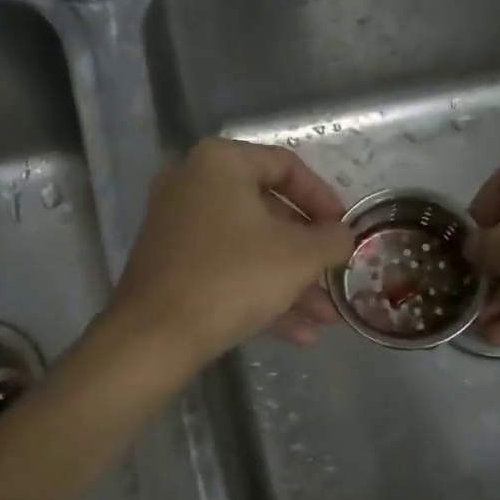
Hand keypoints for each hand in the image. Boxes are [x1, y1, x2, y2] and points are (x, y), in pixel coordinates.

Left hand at [110, 138, 354, 366]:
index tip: (344, 231)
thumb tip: (343, 235)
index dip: (324, 200)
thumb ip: (333, 239)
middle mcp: (193, 185)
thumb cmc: (233, 278)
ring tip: (326, 320)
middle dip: (309, 256)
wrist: (155, 336)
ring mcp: (177, 228)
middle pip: (268, 214)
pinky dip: (260, 295)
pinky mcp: (171, 267)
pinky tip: (298, 334)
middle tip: (336, 280)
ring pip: (249, 250)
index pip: (287, 167)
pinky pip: (226, 272)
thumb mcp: (299, 256)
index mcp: (220, 163)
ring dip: (291, 284)